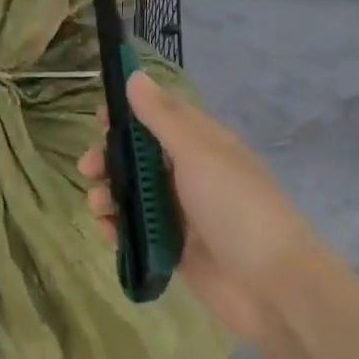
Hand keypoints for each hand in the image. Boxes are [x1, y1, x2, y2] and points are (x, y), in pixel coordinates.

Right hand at [80, 72, 322, 341]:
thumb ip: (163, 117)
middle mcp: (192, 174)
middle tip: (88, 168)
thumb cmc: (235, 206)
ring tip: (99, 207)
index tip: (97, 116)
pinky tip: (108, 232)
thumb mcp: (198, 153)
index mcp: (204, 144)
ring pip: (135, 195)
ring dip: (110, 195)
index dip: (129, 114)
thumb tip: (135, 75)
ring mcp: (183, 213)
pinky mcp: (175, 248)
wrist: (270, 283)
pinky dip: (119, 228)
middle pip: (141, 158)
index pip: (161, 117)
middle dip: (111, 159)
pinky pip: (138, 231)